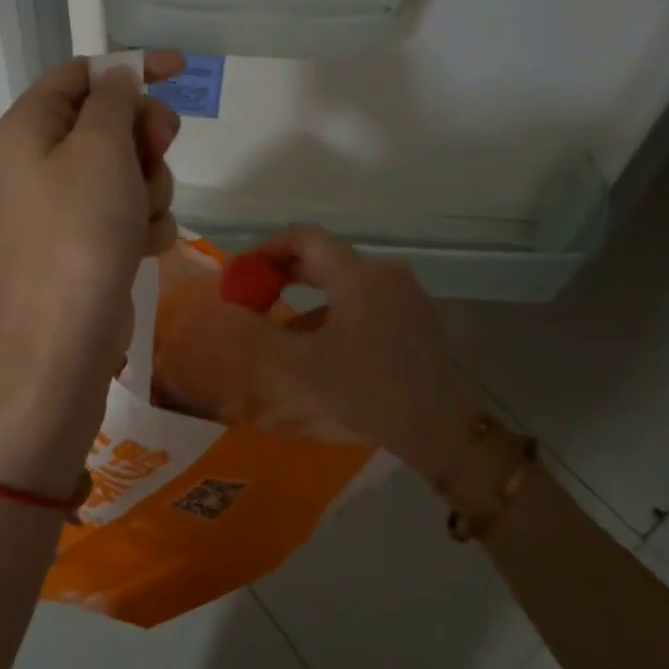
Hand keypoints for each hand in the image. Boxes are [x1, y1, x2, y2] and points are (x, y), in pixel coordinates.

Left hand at [0, 51, 183, 397]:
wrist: (65, 335)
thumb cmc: (81, 229)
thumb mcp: (101, 148)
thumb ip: (114, 102)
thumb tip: (118, 78)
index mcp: (30, 126)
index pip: (82, 73)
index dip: (131, 68)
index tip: (180, 70)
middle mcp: (41, 160)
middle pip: (109, 121)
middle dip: (144, 137)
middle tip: (158, 150)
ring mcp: (64, 203)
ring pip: (127, 168)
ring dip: (149, 186)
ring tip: (141, 216)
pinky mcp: (87, 239)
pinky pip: (128, 210)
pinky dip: (144, 222)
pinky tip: (144, 245)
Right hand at [202, 227, 500, 489]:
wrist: (442, 430)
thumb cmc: (369, 392)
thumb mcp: (302, 367)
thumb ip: (258, 334)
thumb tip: (226, 311)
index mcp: (359, 275)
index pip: (305, 237)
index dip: (267, 249)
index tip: (241, 273)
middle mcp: (384, 273)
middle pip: (325, 256)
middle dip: (283, 271)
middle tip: (251, 293)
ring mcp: (403, 294)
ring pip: (343, 279)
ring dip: (306, 293)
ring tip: (276, 321)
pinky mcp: (413, 317)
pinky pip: (362, 299)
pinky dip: (331, 309)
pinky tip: (315, 342)